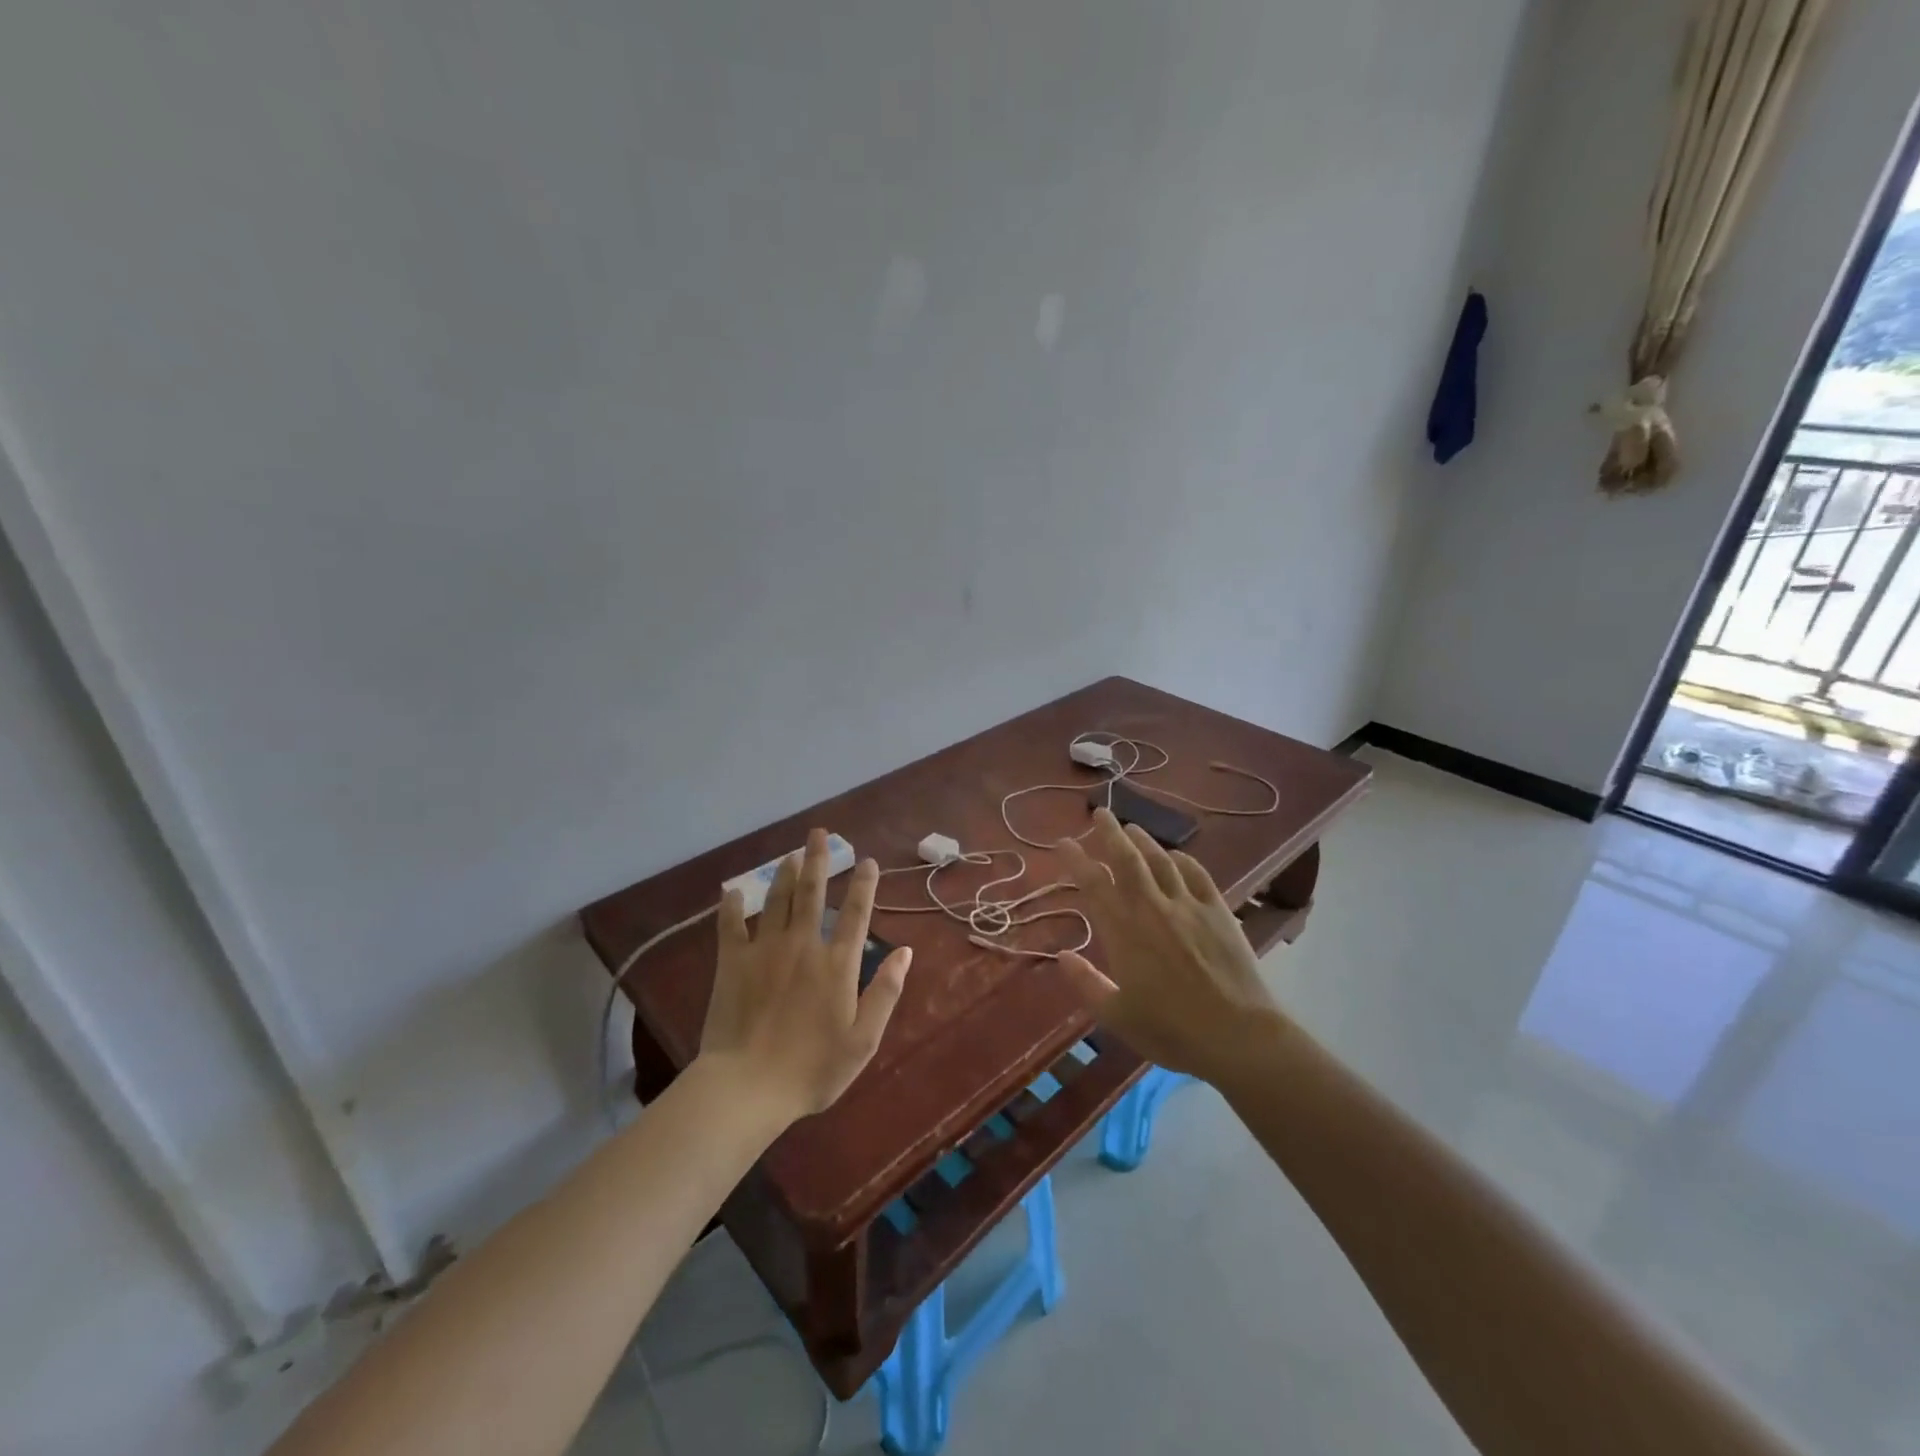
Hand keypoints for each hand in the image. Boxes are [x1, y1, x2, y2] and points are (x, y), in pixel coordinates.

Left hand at [697, 829, 913, 1122]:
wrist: (748, 1088)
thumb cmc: (812, 1069)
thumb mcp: (864, 1040)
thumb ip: (885, 992)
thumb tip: (904, 951)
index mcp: (837, 964)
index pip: (855, 913)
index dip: (863, 884)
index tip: (867, 860)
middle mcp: (803, 946)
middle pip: (812, 893)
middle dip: (818, 860)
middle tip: (819, 833)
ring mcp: (764, 951)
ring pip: (776, 901)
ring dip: (784, 874)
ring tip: (790, 853)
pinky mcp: (731, 963)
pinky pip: (730, 926)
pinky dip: (732, 906)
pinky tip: (732, 890)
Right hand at [1056, 808, 1284, 1083]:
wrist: (1237, 1034)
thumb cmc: (1171, 1030)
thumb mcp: (1117, 1016)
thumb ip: (1086, 984)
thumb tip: (1062, 956)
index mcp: (1123, 932)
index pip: (1093, 885)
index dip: (1076, 860)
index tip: (1063, 842)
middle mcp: (1151, 908)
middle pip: (1127, 860)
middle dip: (1110, 833)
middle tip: (1100, 812)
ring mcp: (1188, 906)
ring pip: (1160, 861)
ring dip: (1144, 841)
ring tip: (1132, 827)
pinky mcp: (1218, 911)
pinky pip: (1197, 875)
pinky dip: (1183, 860)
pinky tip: (1176, 855)